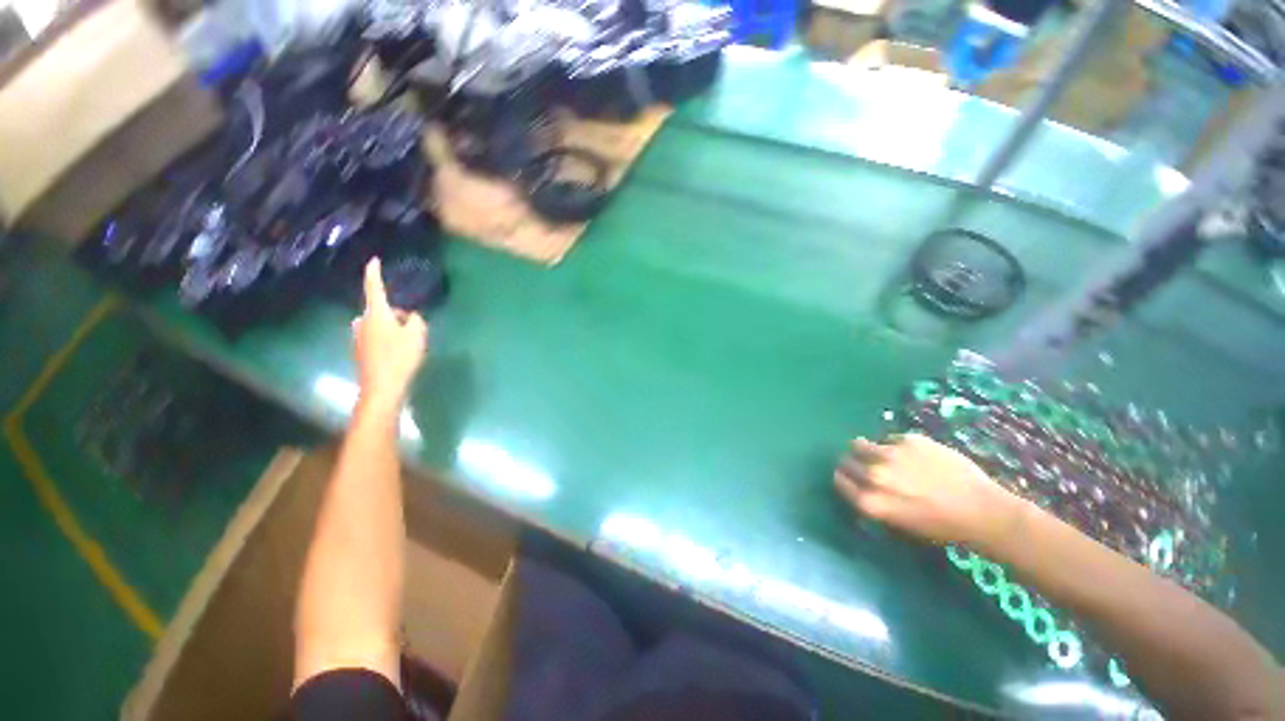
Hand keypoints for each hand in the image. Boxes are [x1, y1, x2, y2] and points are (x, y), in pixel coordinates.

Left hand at [353, 258, 427, 409]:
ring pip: (379, 324)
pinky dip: (387, 339)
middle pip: (381, 309)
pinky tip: (399, 353)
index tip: (374, 260)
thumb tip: (409, 317)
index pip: (374, 287)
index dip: (374, 272)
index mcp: (376, 314)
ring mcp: (359, 337)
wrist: (382, 387)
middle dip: (396, 314)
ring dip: (392, 327)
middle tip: (414, 327)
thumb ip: (416, 320)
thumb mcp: (417, 335)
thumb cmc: (400, 357)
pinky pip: (376, 336)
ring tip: (409, 342)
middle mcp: (362, 321)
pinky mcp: (360, 350)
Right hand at [834, 433, 1025, 549]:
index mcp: (869, 501)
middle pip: (846, 460)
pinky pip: (889, 438)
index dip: (843, 478)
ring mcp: (889, 453)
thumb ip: (873, 501)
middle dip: (852, 462)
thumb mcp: (898, 521)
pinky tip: (914, 456)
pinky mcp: (907, 439)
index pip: (839, 481)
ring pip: (860, 444)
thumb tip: (859, 484)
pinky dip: (894, 445)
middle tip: (866, 466)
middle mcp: (873, 475)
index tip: (849, 477)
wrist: (982, 511)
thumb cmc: (940, 526)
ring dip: (867, 449)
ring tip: (884, 455)